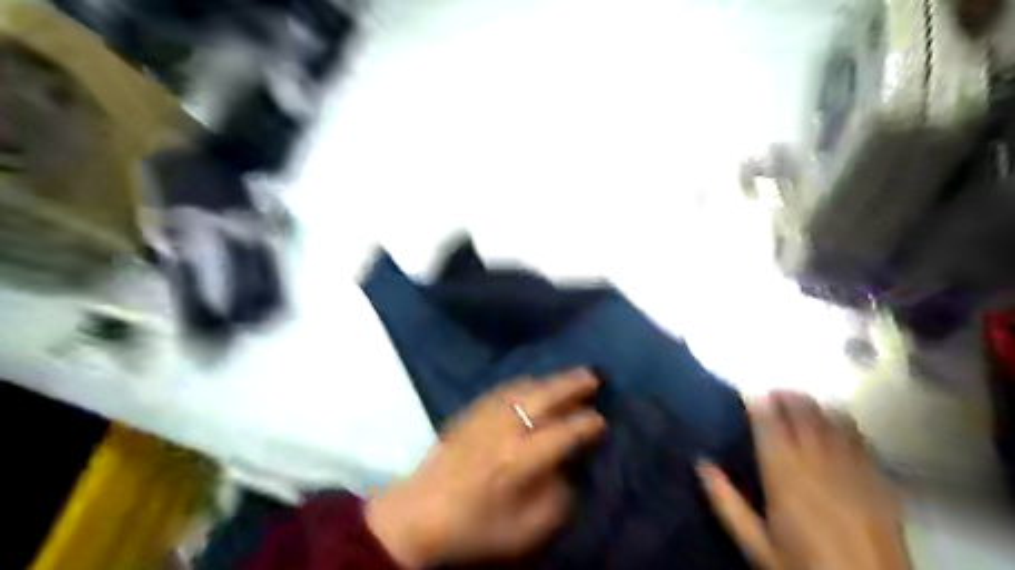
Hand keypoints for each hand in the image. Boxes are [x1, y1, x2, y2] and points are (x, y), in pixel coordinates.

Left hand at [364, 368, 600, 567]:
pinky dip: (524, 383)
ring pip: (525, 387)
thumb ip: (554, 501)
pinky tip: (531, 384)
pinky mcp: (470, 410)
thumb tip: (566, 472)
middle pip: (545, 397)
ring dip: (550, 380)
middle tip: (593, 376)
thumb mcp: (524, 531)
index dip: (587, 424)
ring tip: (568, 377)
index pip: (564, 433)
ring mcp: (486, 415)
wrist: (419, 512)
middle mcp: (506, 429)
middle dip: (572, 384)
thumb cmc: (474, 526)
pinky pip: (504, 388)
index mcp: (521, 460)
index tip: (601, 420)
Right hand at [700, 391, 913, 568]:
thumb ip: (726, 503)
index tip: (751, 392)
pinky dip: (848, 425)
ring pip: (833, 423)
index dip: (760, 406)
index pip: (769, 428)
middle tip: (776, 389)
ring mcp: (853, 472)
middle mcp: (818, 466)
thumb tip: (701, 464)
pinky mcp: (880, 483)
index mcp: (785, 477)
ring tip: (805, 397)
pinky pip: (862, 441)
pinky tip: (841, 421)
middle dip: (789, 398)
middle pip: (803, 418)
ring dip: (817, 406)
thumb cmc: (804, 568)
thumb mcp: (756, 544)